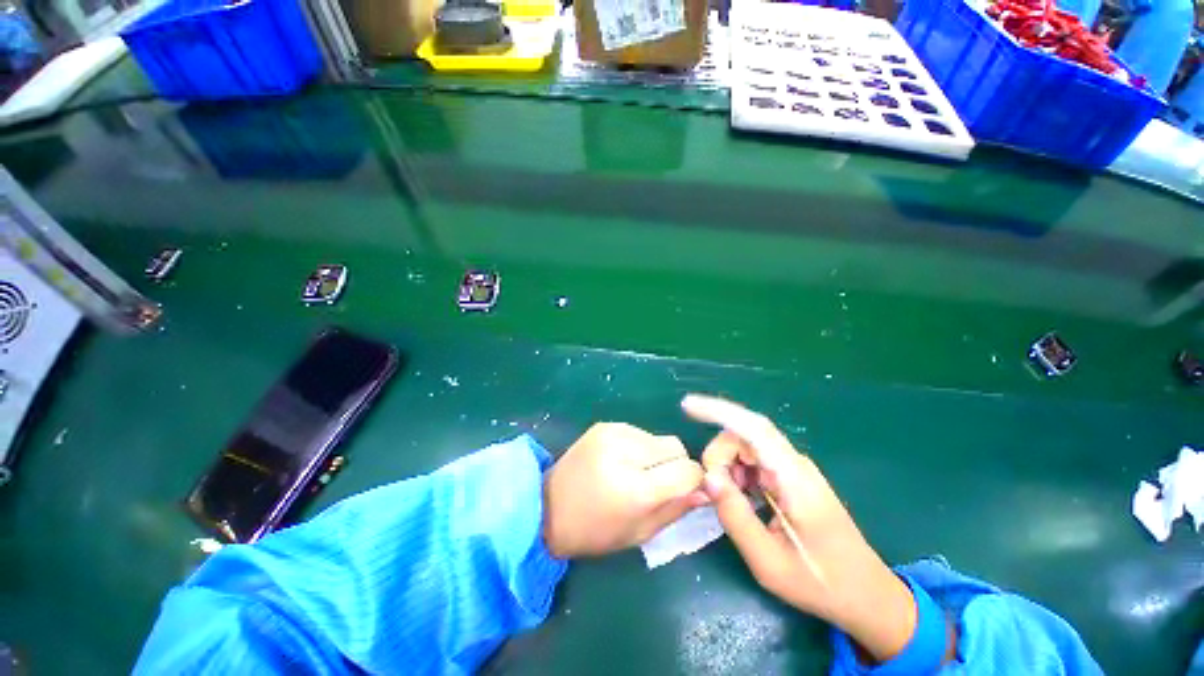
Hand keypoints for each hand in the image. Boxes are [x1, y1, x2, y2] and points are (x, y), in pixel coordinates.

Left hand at [543, 423, 707, 558]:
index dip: (693, 480)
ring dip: (656, 455)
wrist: (548, 506)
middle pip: (675, 447)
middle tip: (656, 483)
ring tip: (634, 472)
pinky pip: (639, 432)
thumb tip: (706, 490)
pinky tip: (621, 461)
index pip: (687, 469)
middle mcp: (626, 452)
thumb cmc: (595, 530)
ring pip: (658, 438)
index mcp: (635, 488)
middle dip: (675, 465)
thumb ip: (676, 509)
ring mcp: (613, 433)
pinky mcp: (605, 425)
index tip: (685, 489)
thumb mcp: (640, 532)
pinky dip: (639, 447)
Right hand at [682, 394, 919, 663]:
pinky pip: (754, 461)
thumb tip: (708, 477)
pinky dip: (738, 475)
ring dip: (728, 468)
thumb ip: (736, 517)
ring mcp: (794, 468)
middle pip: (743, 437)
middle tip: (715, 496)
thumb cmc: (821, 583)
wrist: (867, 595)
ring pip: (746, 448)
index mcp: (794, 479)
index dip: (718, 411)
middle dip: (720, 457)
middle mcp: (794, 464)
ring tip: (734, 504)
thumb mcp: (770, 563)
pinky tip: (745, 501)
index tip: (687, 405)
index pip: (753, 429)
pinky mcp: (790, 476)